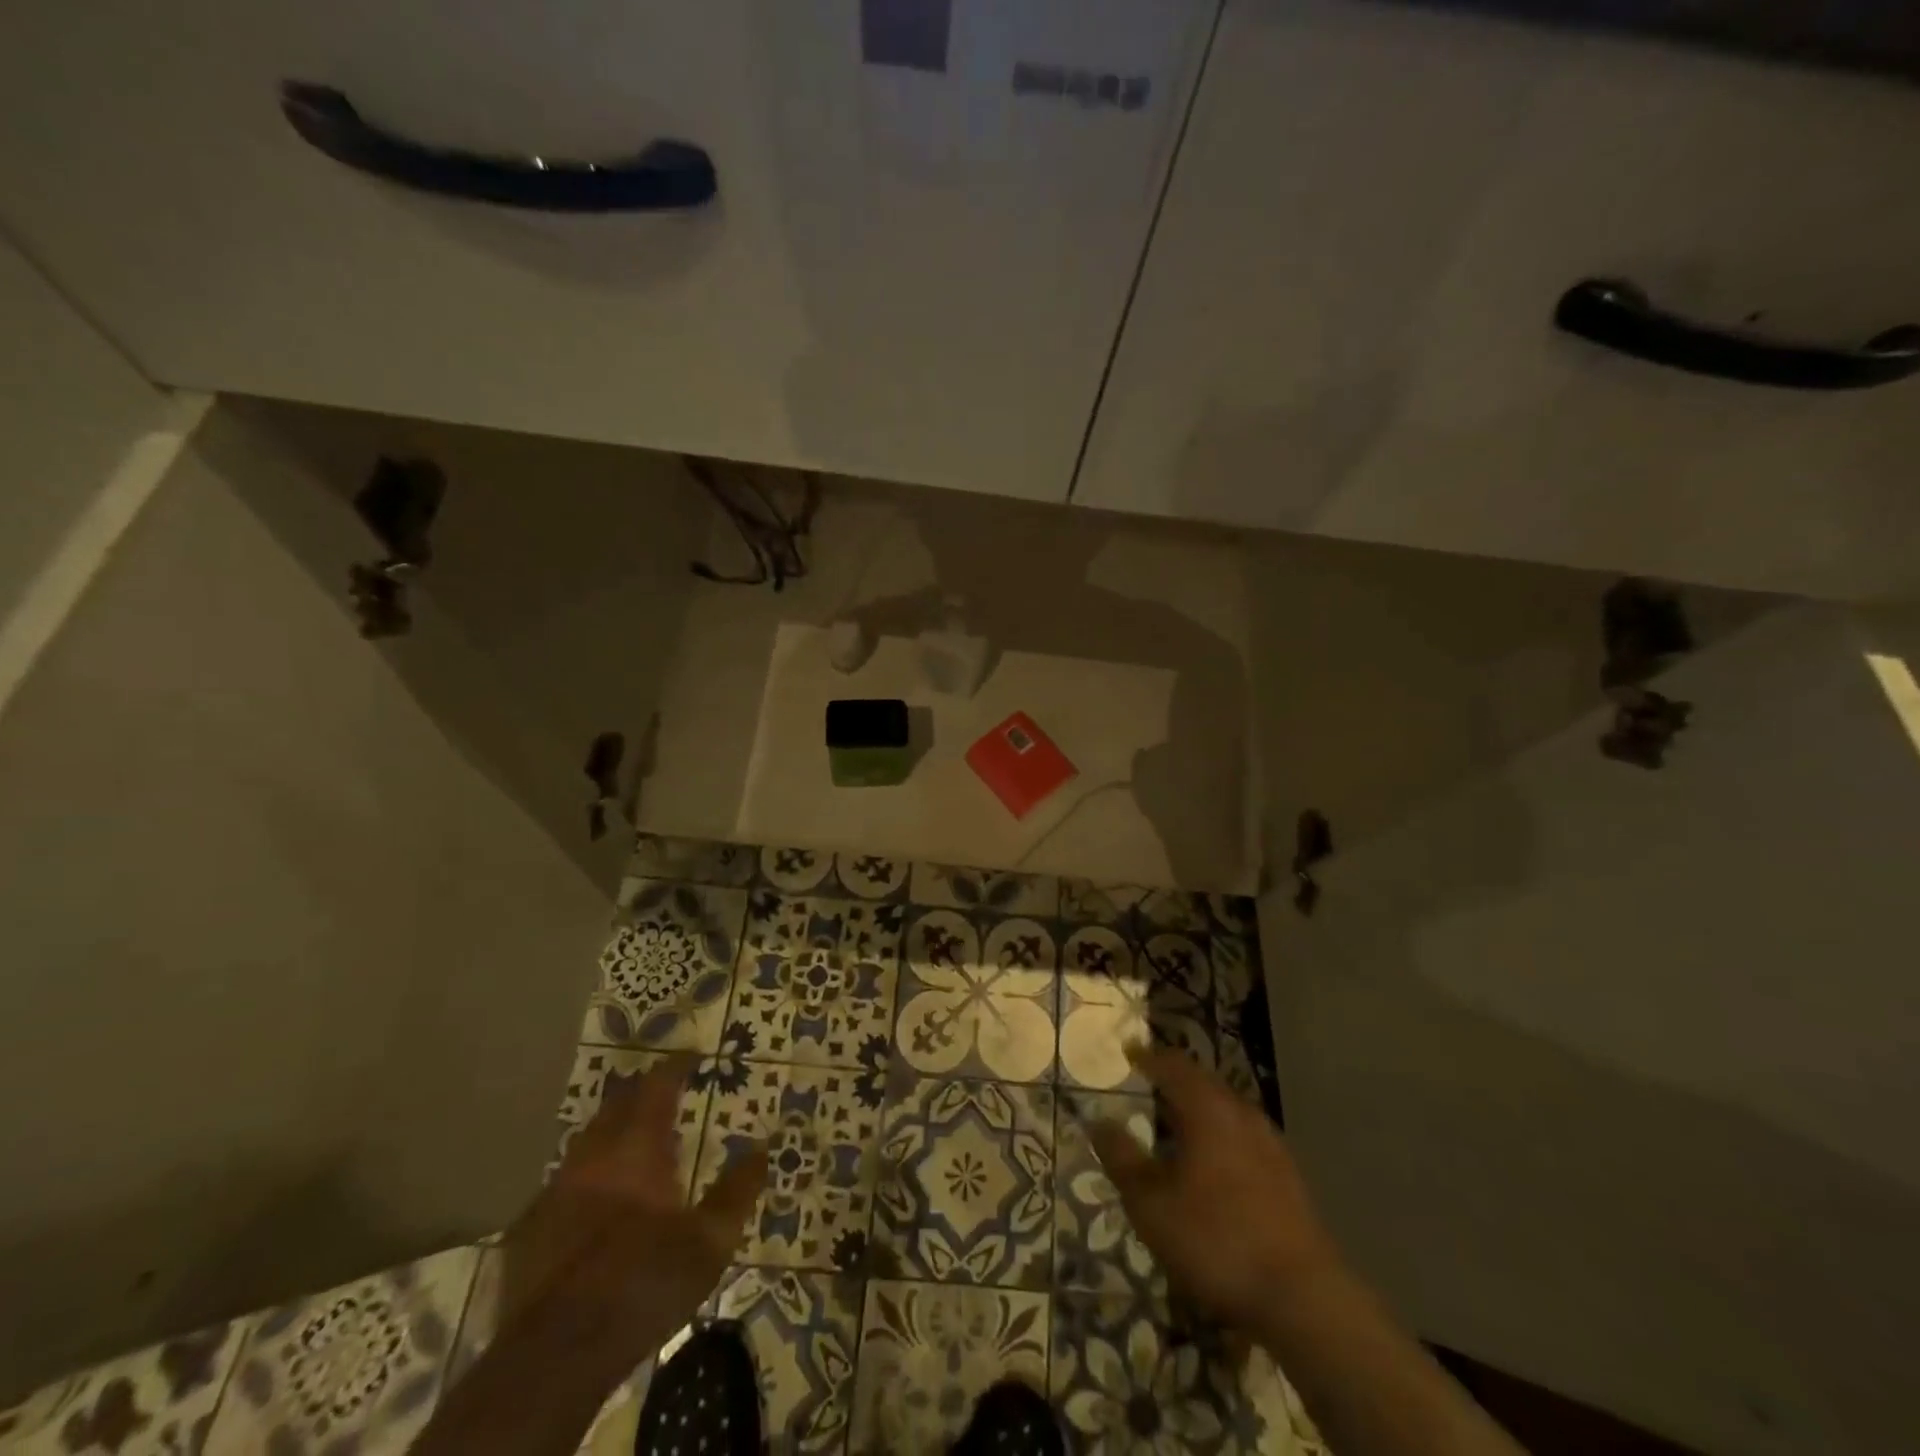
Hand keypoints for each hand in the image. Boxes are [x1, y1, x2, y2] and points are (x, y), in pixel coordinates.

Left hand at [501, 1055, 767, 1354]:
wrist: (555, 1356)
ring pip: (587, 1140)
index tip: (694, 1056)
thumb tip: (761, 1149)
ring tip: (635, 1143)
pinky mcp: (528, 1228)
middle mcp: (594, 1155)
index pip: (658, 1084)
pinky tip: (597, 1201)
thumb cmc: (643, 1285)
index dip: (677, 1064)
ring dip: (613, 1131)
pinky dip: (587, 1176)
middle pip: (617, 1103)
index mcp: (637, 1147)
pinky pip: (563, 1183)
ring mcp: (555, 1189)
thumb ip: (737, 1191)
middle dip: (642, 1091)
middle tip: (665, 1093)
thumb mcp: (710, 1242)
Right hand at [1091, 1046, 1340, 1329]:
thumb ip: (1122, 1158)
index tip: (1128, 1052)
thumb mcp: (1151, 1204)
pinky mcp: (1288, 1177)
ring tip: (1175, 1123)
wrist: (1303, 1298)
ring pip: (1226, 1110)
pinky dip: (1219, 1136)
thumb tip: (1099, 1122)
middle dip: (1174, 1080)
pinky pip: (1243, 1137)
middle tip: (1148, 1083)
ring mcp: (1271, 1144)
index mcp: (1207, 1108)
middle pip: (1203, 1083)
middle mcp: (1241, 1114)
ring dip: (1199, 1109)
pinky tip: (1211, 1164)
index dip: (1148, 1056)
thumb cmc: (1216, 1240)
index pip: (1173, 1065)